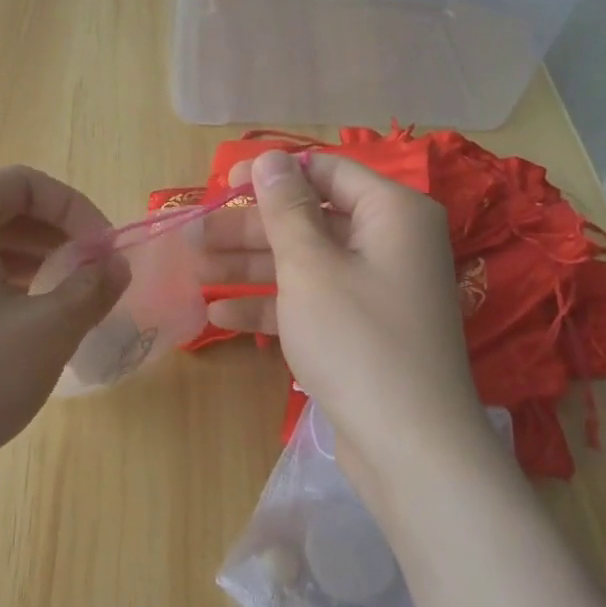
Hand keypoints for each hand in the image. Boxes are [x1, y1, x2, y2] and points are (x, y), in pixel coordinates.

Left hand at [0, 165, 128, 492]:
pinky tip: (23, 322)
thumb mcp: (49, 330)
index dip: (77, 209)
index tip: (105, 250)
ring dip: (31, 260)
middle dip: (56, 235)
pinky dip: (0, 283)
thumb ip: (93, 288)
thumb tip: (116, 266)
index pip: (27, 184)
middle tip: (92, 273)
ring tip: (65, 297)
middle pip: (1, 211)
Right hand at [206, 150, 498, 493]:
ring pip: (306, 263)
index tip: (223, 183)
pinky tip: (219, 316)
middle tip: (195, 236)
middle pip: (310, 220)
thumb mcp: (310, 266)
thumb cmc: (357, 339)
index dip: (273, 174)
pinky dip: (271, 307)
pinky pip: (312, 303)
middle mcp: (390, 243)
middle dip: (251, 229)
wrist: (410, 448)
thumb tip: (270, 158)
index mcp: (392, 212)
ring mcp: (376, 290)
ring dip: (251, 268)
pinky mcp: (361, 331)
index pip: (327, 172)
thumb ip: (285, 209)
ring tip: (194, 270)